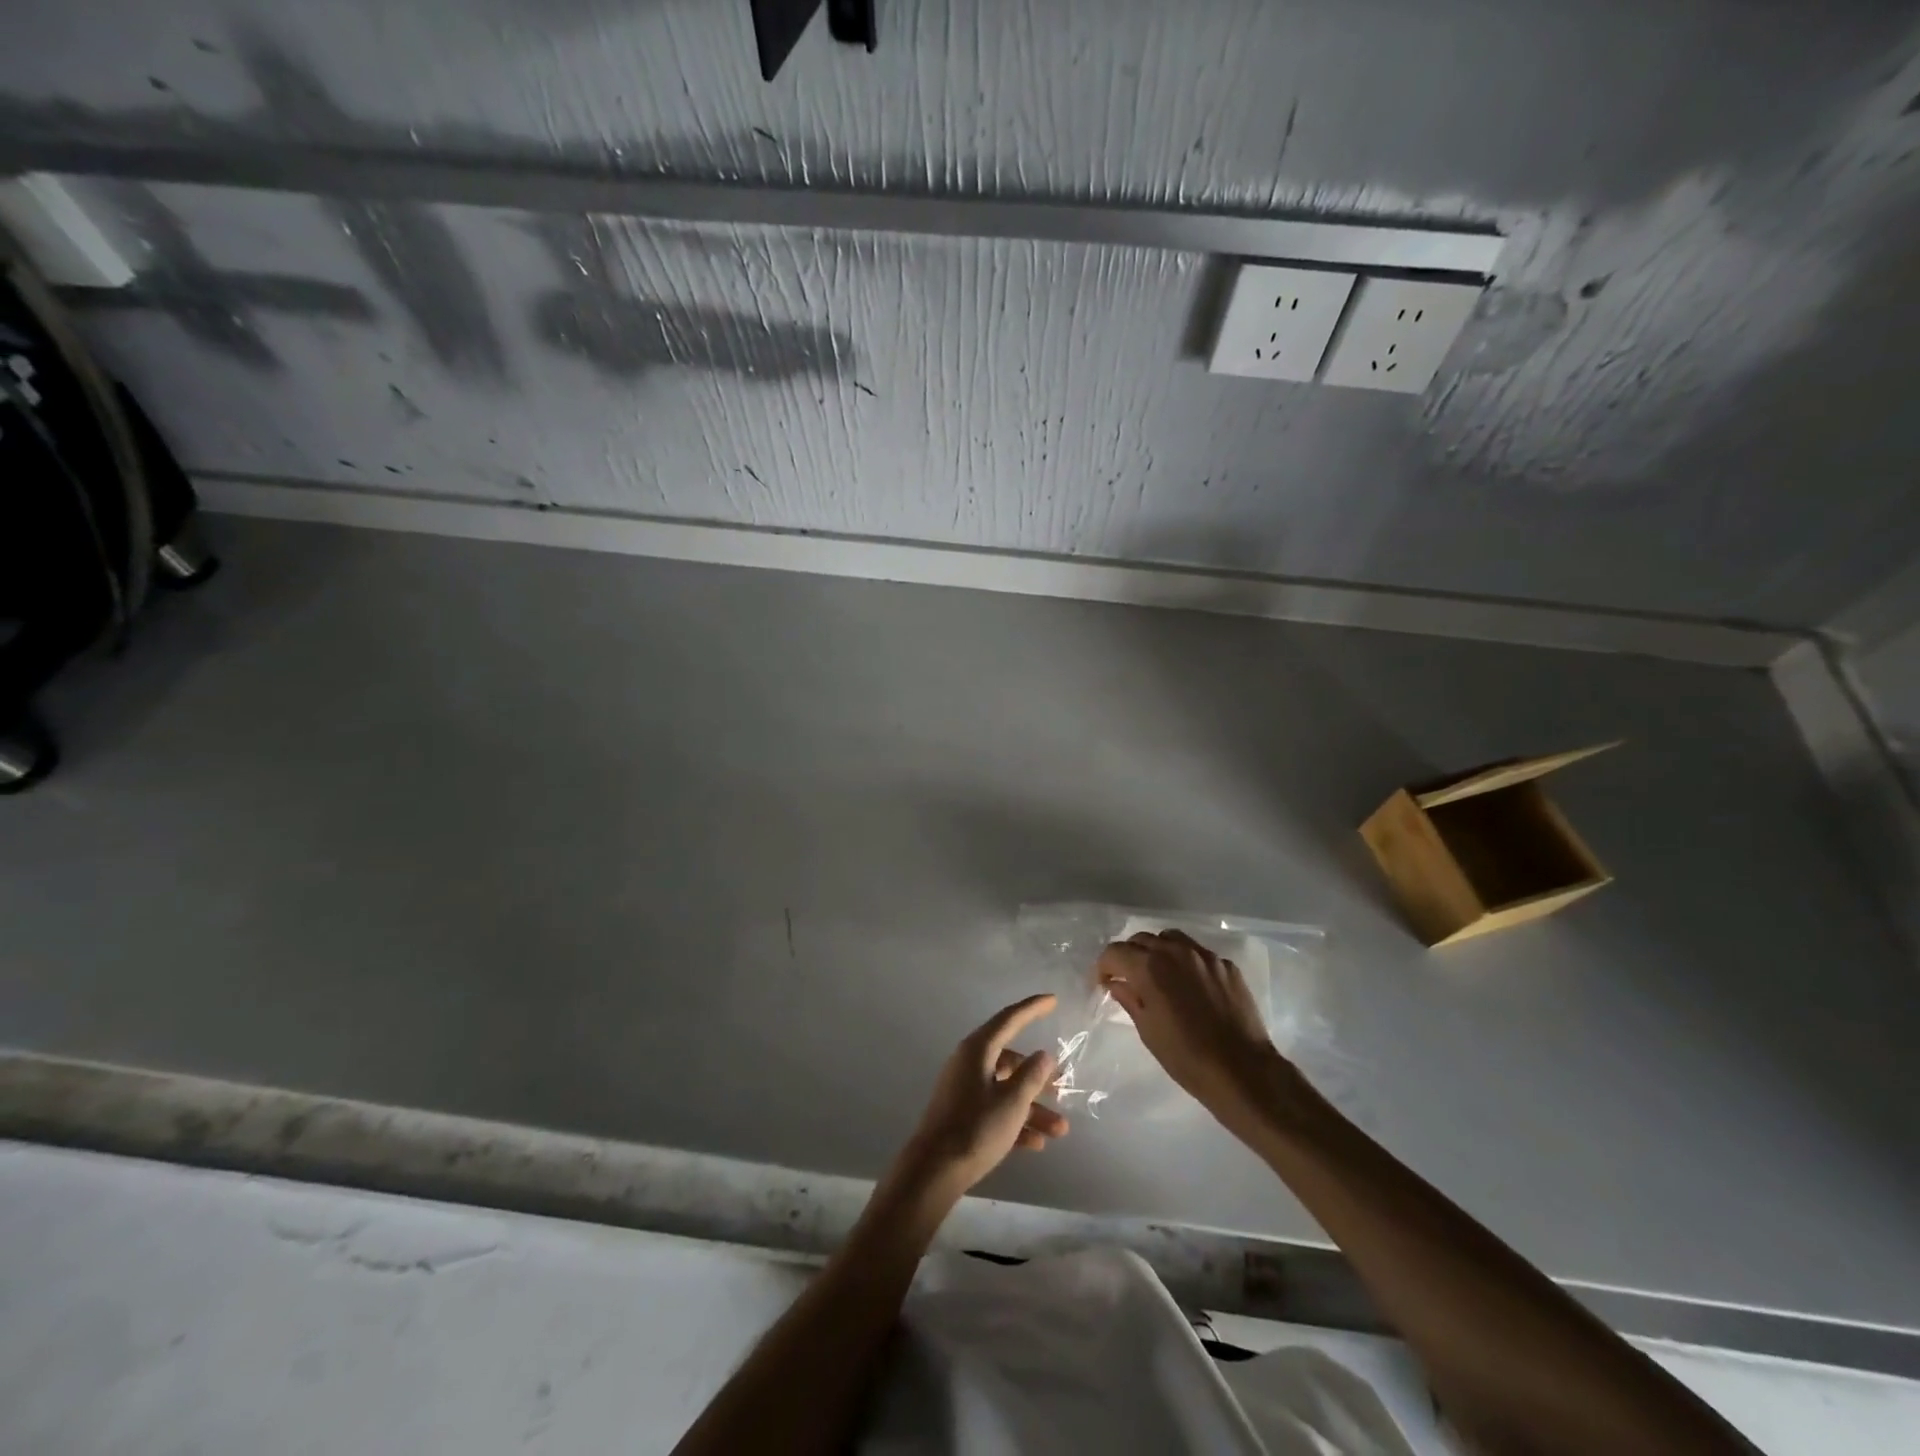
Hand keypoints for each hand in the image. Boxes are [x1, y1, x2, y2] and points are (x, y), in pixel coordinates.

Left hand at [890, 994, 1068, 1204]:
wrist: (934, 1171)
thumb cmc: (976, 1128)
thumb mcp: (1012, 1102)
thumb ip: (1032, 1076)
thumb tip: (1043, 1055)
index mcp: (978, 1050)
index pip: (1009, 1019)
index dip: (1032, 1009)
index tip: (1053, 1000)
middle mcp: (969, 1063)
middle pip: (1010, 1060)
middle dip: (1038, 1076)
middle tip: (1062, 1086)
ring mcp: (963, 1089)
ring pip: (1005, 1089)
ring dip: (1033, 1107)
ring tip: (1060, 1129)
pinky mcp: (961, 1115)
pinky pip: (995, 1110)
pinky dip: (1015, 1121)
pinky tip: (1037, 1144)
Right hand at [1096, 930, 1288, 1125]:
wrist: (1243, 1071)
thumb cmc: (1187, 1057)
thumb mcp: (1148, 1031)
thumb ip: (1130, 999)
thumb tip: (1117, 983)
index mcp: (1150, 967)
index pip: (1115, 952)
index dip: (1103, 966)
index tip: (1102, 983)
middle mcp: (1176, 952)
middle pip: (1142, 939)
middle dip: (1129, 955)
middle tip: (1127, 978)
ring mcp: (1205, 956)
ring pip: (1171, 939)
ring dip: (1157, 951)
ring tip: (1158, 974)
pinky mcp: (1227, 966)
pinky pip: (1198, 954)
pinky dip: (1185, 962)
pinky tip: (1189, 986)